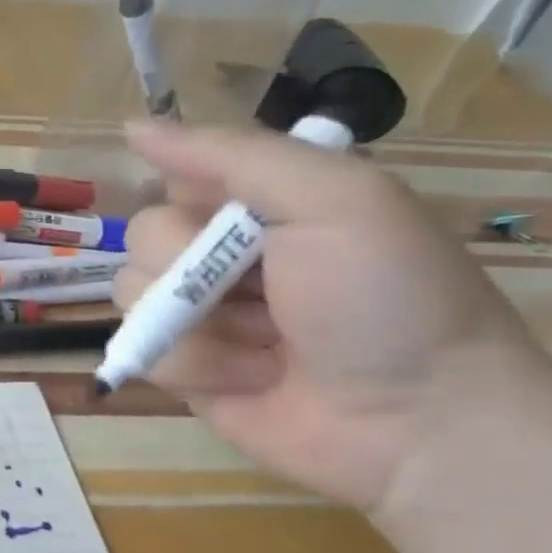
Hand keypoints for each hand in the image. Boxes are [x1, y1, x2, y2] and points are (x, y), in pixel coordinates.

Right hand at [110, 122, 551, 509]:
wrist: (421, 423)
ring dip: (198, 320)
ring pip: (130, 291)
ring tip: (266, 342)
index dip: (191, 195)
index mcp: (259, 205)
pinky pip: (143, 350)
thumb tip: (133, 129)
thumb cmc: (388, 299)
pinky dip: (196, 365)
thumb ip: (232, 155)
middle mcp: (220, 254)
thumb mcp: (335, 199)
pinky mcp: (185, 368)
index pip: (176, 177)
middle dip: (189, 263)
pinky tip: (252, 378)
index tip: (228, 213)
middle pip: (142, 234)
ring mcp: (199, 315)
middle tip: (260, 286)